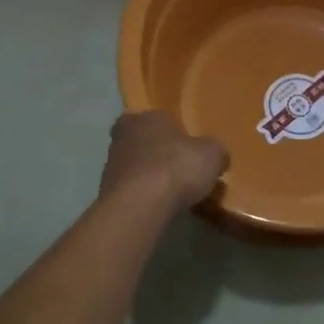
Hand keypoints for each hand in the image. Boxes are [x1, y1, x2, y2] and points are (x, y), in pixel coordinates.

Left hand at [101, 111, 227, 215]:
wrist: (139, 206)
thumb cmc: (176, 168)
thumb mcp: (212, 155)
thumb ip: (215, 151)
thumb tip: (217, 156)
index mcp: (147, 117)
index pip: (159, 118)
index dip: (173, 132)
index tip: (186, 148)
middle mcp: (124, 135)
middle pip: (141, 140)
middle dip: (155, 152)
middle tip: (175, 168)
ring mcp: (110, 164)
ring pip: (132, 165)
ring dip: (146, 175)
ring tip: (168, 192)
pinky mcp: (106, 192)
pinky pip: (128, 190)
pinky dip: (140, 196)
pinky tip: (155, 207)